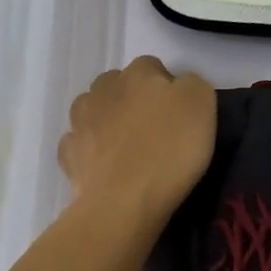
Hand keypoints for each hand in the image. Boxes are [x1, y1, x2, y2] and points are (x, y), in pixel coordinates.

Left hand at [60, 57, 216, 227]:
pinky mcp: (68, 155)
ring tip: (127, 149)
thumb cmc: (169, 150)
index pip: (153, 68)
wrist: (124, 202)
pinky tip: (106, 166)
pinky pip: (80, 144)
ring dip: (107, 122)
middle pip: (119, 86)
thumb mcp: (202, 104)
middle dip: (133, 101)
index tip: (180, 116)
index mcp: (137, 73)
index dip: (168, 89)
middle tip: (155, 131)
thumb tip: (179, 87)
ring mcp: (80, 122)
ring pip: (94, 111)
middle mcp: (102, 89)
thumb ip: (192, 84)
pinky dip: (91, 151)